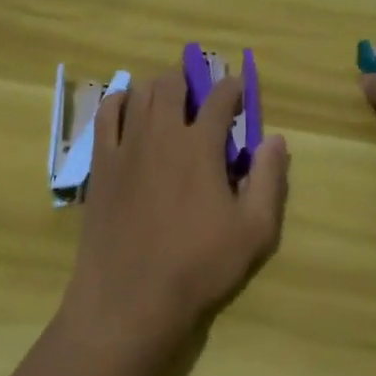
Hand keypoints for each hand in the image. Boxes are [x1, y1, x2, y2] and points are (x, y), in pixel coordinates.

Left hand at [62, 69, 289, 359]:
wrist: (131, 298)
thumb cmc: (198, 266)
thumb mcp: (253, 231)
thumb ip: (268, 179)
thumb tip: (275, 139)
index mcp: (200, 146)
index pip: (219, 98)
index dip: (232, 87)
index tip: (239, 89)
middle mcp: (161, 133)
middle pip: (173, 84)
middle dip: (191, 78)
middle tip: (201, 90)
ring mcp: (126, 145)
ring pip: (140, 93)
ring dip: (158, 86)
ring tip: (168, 97)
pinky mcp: (101, 163)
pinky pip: (105, 115)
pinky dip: (119, 101)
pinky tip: (127, 106)